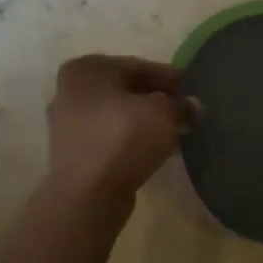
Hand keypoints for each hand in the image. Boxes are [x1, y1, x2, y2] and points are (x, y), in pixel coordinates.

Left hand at [45, 54, 196, 203]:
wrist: (88, 195)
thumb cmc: (123, 139)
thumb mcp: (164, 114)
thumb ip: (181, 105)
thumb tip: (192, 106)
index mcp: (87, 69)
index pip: (138, 66)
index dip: (170, 77)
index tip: (193, 88)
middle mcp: (71, 90)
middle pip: (127, 89)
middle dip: (158, 99)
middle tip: (187, 109)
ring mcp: (68, 122)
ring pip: (119, 114)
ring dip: (147, 120)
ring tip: (177, 130)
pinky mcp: (74, 152)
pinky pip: (111, 136)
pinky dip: (133, 138)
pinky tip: (157, 148)